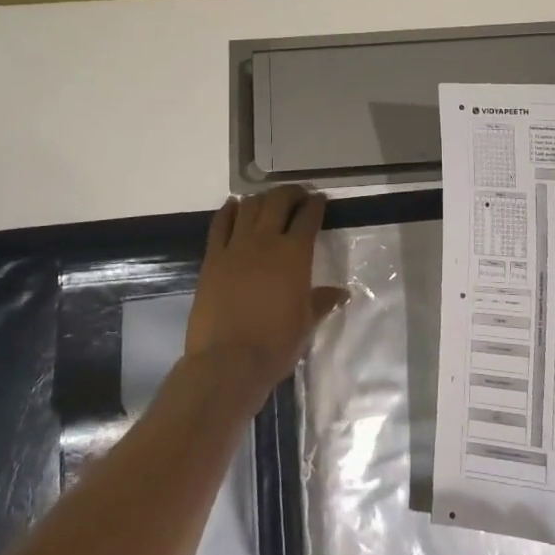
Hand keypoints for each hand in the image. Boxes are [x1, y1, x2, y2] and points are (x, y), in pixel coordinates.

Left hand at [185, 186, 347, 397]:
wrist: (228, 361)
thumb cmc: (275, 344)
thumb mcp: (306, 323)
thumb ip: (322, 302)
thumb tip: (341, 293)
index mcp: (295, 254)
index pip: (308, 217)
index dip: (315, 205)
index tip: (319, 200)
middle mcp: (266, 241)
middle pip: (278, 201)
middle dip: (291, 193)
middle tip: (298, 195)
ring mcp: (235, 247)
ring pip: (249, 207)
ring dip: (262, 198)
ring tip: (269, 200)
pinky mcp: (212, 258)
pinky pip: (220, 224)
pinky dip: (229, 210)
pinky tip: (234, 206)